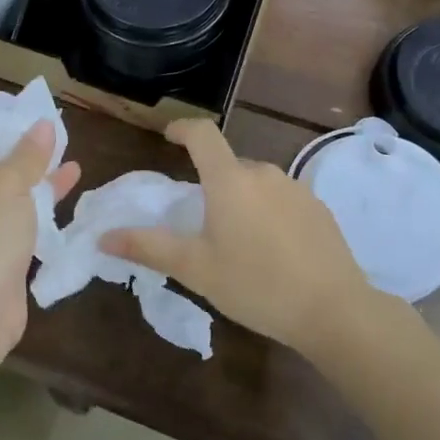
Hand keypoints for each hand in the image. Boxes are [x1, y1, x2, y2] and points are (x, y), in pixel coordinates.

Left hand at [0, 119, 80, 365]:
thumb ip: (28, 153)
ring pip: (6, 191)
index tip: (21, 118)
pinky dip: (40, 206)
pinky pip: (17, 220)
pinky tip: (70, 192)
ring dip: (35, 176)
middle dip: (19, 148)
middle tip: (53, 136)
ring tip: (70, 158)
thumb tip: (42, 124)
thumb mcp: (8, 184)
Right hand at [101, 119, 370, 354]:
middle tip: (201, 223)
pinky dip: (269, 214)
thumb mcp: (196, 269)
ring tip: (239, 243)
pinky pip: (282, 199)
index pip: (202, 134)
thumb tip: (104, 237)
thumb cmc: (256, 286)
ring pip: (256, 184)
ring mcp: (296, 188)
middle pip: (228, 165)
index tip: (168, 136)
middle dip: (211, 183)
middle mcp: (264, 173)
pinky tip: (273, 252)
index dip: (182, 128)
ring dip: (241, 201)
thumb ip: (149, 247)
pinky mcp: (319, 208)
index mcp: (230, 180)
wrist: (335, 311)